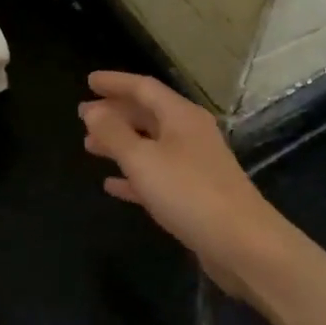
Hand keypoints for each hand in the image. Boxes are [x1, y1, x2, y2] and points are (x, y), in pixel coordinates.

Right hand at [78, 72, 294, 301]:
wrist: (242, 243)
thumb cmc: (189, 193)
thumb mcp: (143, 160)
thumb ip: (114, 134)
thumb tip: (92, 111)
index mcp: (181, 116)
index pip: (144, 88)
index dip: (115, 83)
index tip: (88, 81)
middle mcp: (190, 134)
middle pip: (148, 114)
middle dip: (115, 113)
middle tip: (83, 115)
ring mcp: (194, 164)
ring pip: (150, 145)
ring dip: (120, 143)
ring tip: (89, 146)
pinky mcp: (194, 194)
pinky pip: (157, 175)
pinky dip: (133, 175)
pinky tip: (111, 184)